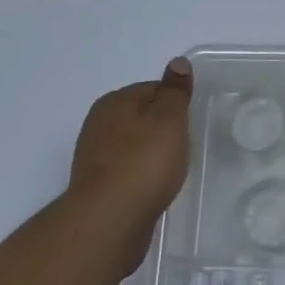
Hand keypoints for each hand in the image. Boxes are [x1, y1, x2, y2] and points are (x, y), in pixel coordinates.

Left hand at [68, 58, 193, 267]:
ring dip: (152, 156)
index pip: (152, 89)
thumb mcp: (169, 119)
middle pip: (142, 118)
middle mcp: (98, 125)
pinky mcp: (98, 188)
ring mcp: (95, 158)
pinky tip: (155, 190)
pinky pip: (128, 173)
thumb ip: (175, 90)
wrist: (109, 222)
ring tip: (172, 172)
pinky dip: (142, 178)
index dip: (175, 104)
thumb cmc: (144, 162)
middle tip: (185, 147)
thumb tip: (178, 61)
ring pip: (134, 147)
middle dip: (163, 130)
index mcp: (114, 102)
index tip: (190, 123)